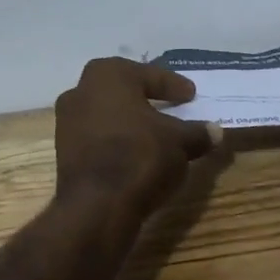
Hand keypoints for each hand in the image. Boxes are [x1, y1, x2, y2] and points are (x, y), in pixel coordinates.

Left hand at [54, 59, 221, 222]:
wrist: (97, 205)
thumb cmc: (141, 155)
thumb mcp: (180, 142)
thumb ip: (197, 133)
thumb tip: (215, 132)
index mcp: (108, 75)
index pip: (149, 75)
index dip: (173, 85)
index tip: (191, 95)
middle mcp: (81, 91)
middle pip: (124, 91)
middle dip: (147, 100)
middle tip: (172, 108)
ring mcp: (67, 122)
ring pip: (109, 115)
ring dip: (132, 123)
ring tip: (157, 136)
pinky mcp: (64, 152)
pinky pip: (99, 138)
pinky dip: (119, 142)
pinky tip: (138, 155)